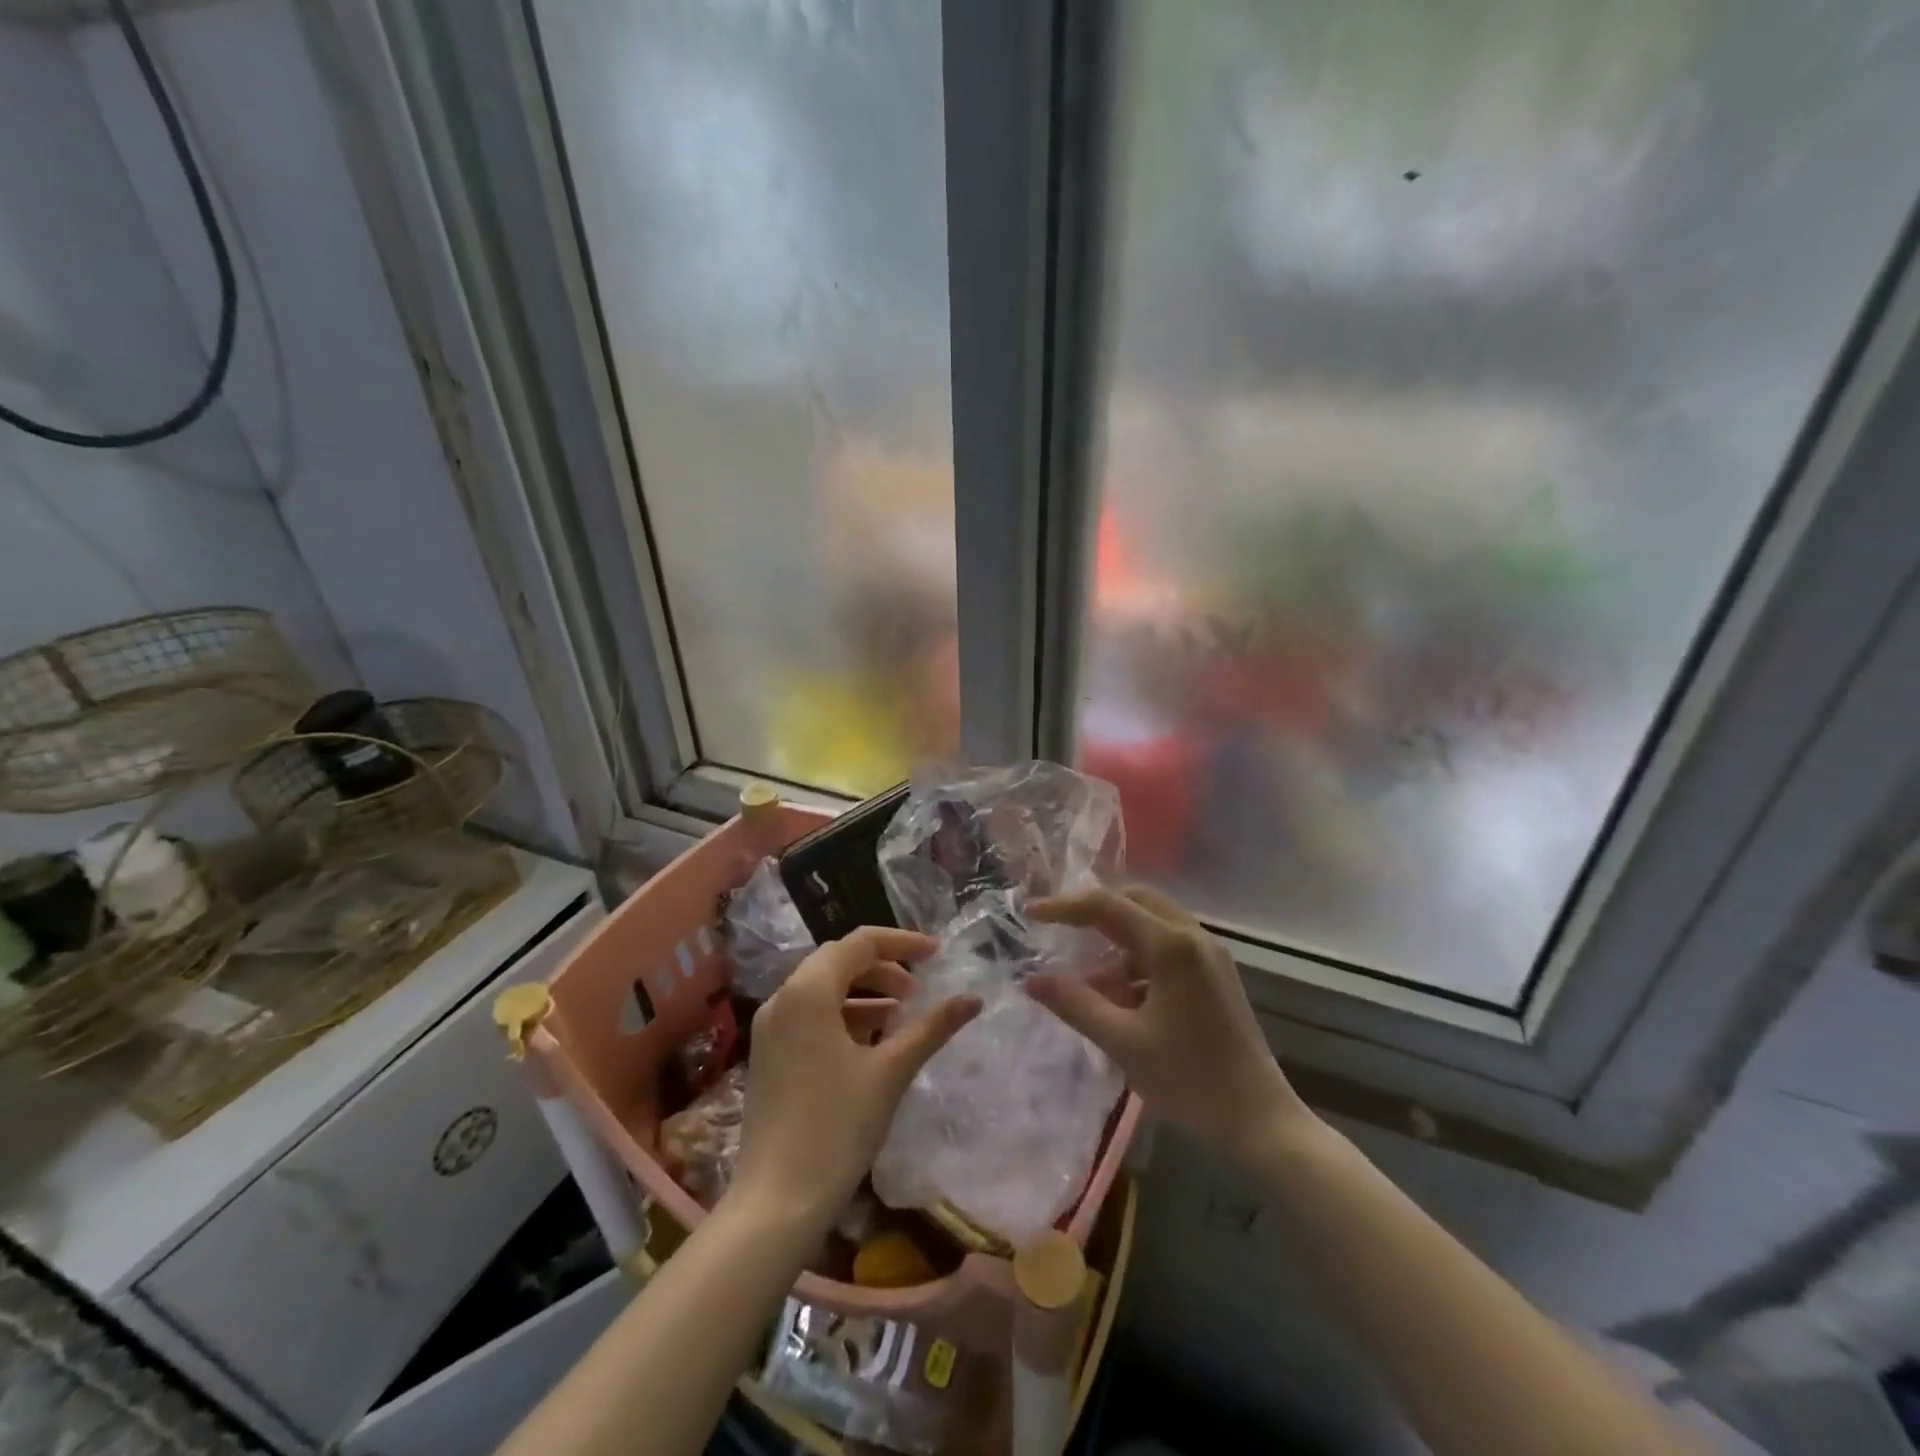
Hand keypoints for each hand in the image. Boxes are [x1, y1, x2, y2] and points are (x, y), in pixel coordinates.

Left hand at [732, 927, 980, 1229]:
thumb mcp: (891, 1071)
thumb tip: (974, 998)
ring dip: (864, 991)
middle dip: (883, 967)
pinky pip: (810, 1014)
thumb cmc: (836, 1127)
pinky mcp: (769, 1054)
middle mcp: (783, 998)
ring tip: (903, 1014)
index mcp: (808, 991)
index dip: (902, 943)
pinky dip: (844, 1014)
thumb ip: (932, 1027)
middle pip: (838, 960)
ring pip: (823, 988)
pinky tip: (872, 1040)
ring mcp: (771, 1027)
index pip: (860, 943)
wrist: (777, 1202)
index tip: (937, 955)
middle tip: (919, 988)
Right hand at [1026, 885, 1312, 1161]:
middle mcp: (1193, 936)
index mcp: (1172, 945)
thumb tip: (1031, 979)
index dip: (1064, 906)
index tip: (1031, 914)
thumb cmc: (1189, 1079)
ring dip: (1116, 942)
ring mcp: (1209, 955)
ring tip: (1087, 982)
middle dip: (1093, 911)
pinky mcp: (1215, 975)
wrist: (1259, 1120)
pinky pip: (1167, 949)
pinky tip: (1120, 998)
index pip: (1107, 906)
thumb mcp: (1122, 1041)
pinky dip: (1137, 961)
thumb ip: (1074, 1003)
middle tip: (1059, 929)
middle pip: (1134, 901)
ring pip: (1151, 925)